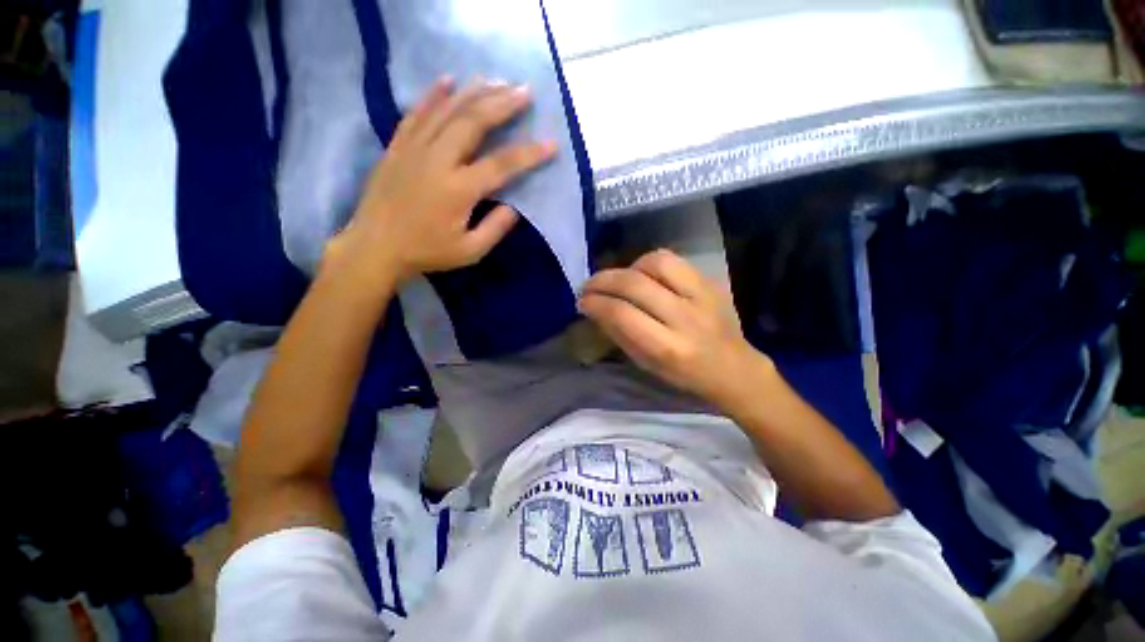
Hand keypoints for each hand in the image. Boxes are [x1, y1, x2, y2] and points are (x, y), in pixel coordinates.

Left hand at [325, 77, 555, 288]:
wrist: (375, 247)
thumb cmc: (427, 252)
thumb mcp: (469, 252)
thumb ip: (495, 229)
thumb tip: (515, 207)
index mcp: (459, 190)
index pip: (502, 165)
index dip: (529, 153)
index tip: (552, 143)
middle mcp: (437, 161)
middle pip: (474, 123)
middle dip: (502, 104)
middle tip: (525, 90)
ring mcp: (414, 149)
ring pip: (448, 111)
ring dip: (475, 93)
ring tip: (497, 80)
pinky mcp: (398, 146)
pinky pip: (417, 113)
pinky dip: (433, 95)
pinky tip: (448, 80)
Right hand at [579, 249, 772, 406]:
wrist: (734, 368)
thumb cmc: (684, 374)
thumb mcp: (646, 364)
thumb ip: (619, 334)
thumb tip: (594, 308)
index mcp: (668, 348)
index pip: (622, 314)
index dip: (596, 303)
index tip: (582, 302)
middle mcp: (685, 318)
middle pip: (635, 284)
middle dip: (602, 281)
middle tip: (588, 286)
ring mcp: (702, 296)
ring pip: (656, 263)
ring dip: (627, 268)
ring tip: (618, 280)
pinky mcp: (711, 282)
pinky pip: (673, 260)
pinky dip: (649, 263)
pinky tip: (642, 274)